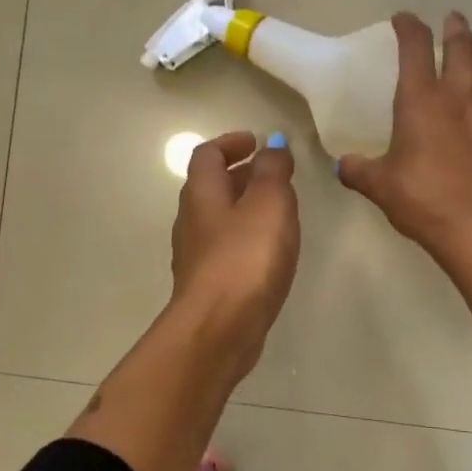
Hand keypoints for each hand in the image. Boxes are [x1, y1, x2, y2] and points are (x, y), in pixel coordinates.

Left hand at [169, 131, 299, 373]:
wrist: (220, 327)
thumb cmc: (246, 257)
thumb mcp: (269, 203)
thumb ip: (274, 171)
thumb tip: (274, 146)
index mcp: (202, 193)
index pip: (207, 154)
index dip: (231, 143)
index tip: (257, 142)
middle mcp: (192, 220)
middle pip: (211, 186)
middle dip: (241, 174)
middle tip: (274, 174)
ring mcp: (197, 255)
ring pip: (219, 218)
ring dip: (245, 207)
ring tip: (279, 211)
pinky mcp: (209, 284)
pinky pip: (227, 248)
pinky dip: (246, 237)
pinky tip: (270, 251)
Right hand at [337, 12, 471, 254]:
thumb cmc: (421, 199)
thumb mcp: (379, 185)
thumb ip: (358, 170)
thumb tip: (342, 166)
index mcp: (421, 101)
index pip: (415, 49)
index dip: (409, 27)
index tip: (403, 19)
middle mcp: (458, 96)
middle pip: (461, 48)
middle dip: (455, 29)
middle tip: (452, 20)